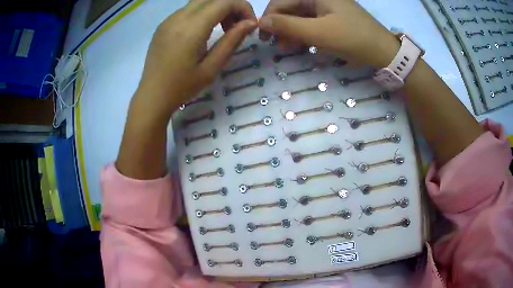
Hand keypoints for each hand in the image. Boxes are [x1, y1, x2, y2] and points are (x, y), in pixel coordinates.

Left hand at [117, 0, 256, 178]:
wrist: (152, 97)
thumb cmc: (182, 87)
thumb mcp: (211, 68)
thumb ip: (232, 41)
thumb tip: (250, 23)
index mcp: (191, 28)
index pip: (224, 2)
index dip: (243, 8)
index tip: (250, 25)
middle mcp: (179, 17)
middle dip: (231, 6)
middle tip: (237, 26)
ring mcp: (169, 20)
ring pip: (199, 1)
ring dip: (217, 9)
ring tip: (222, 29)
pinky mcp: (163, 25)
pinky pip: (187, 10)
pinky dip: (202, 14)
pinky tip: (203, 32)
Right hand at [258, 0, 398, 67]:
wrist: (383, 51)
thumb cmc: (353, 38)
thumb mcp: (319, 33)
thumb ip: (288, 26)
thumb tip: (261, 22)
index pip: (281, 1)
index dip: (269, 18)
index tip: (263, 37)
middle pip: (289, 9)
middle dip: (280, 26)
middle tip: (276, 46)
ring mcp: (325, 8)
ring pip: (299, 17)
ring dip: (290, 32)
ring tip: (287, 48)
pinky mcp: (330, 19)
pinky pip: (310, 23)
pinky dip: (302, 34)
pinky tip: (300, 45)